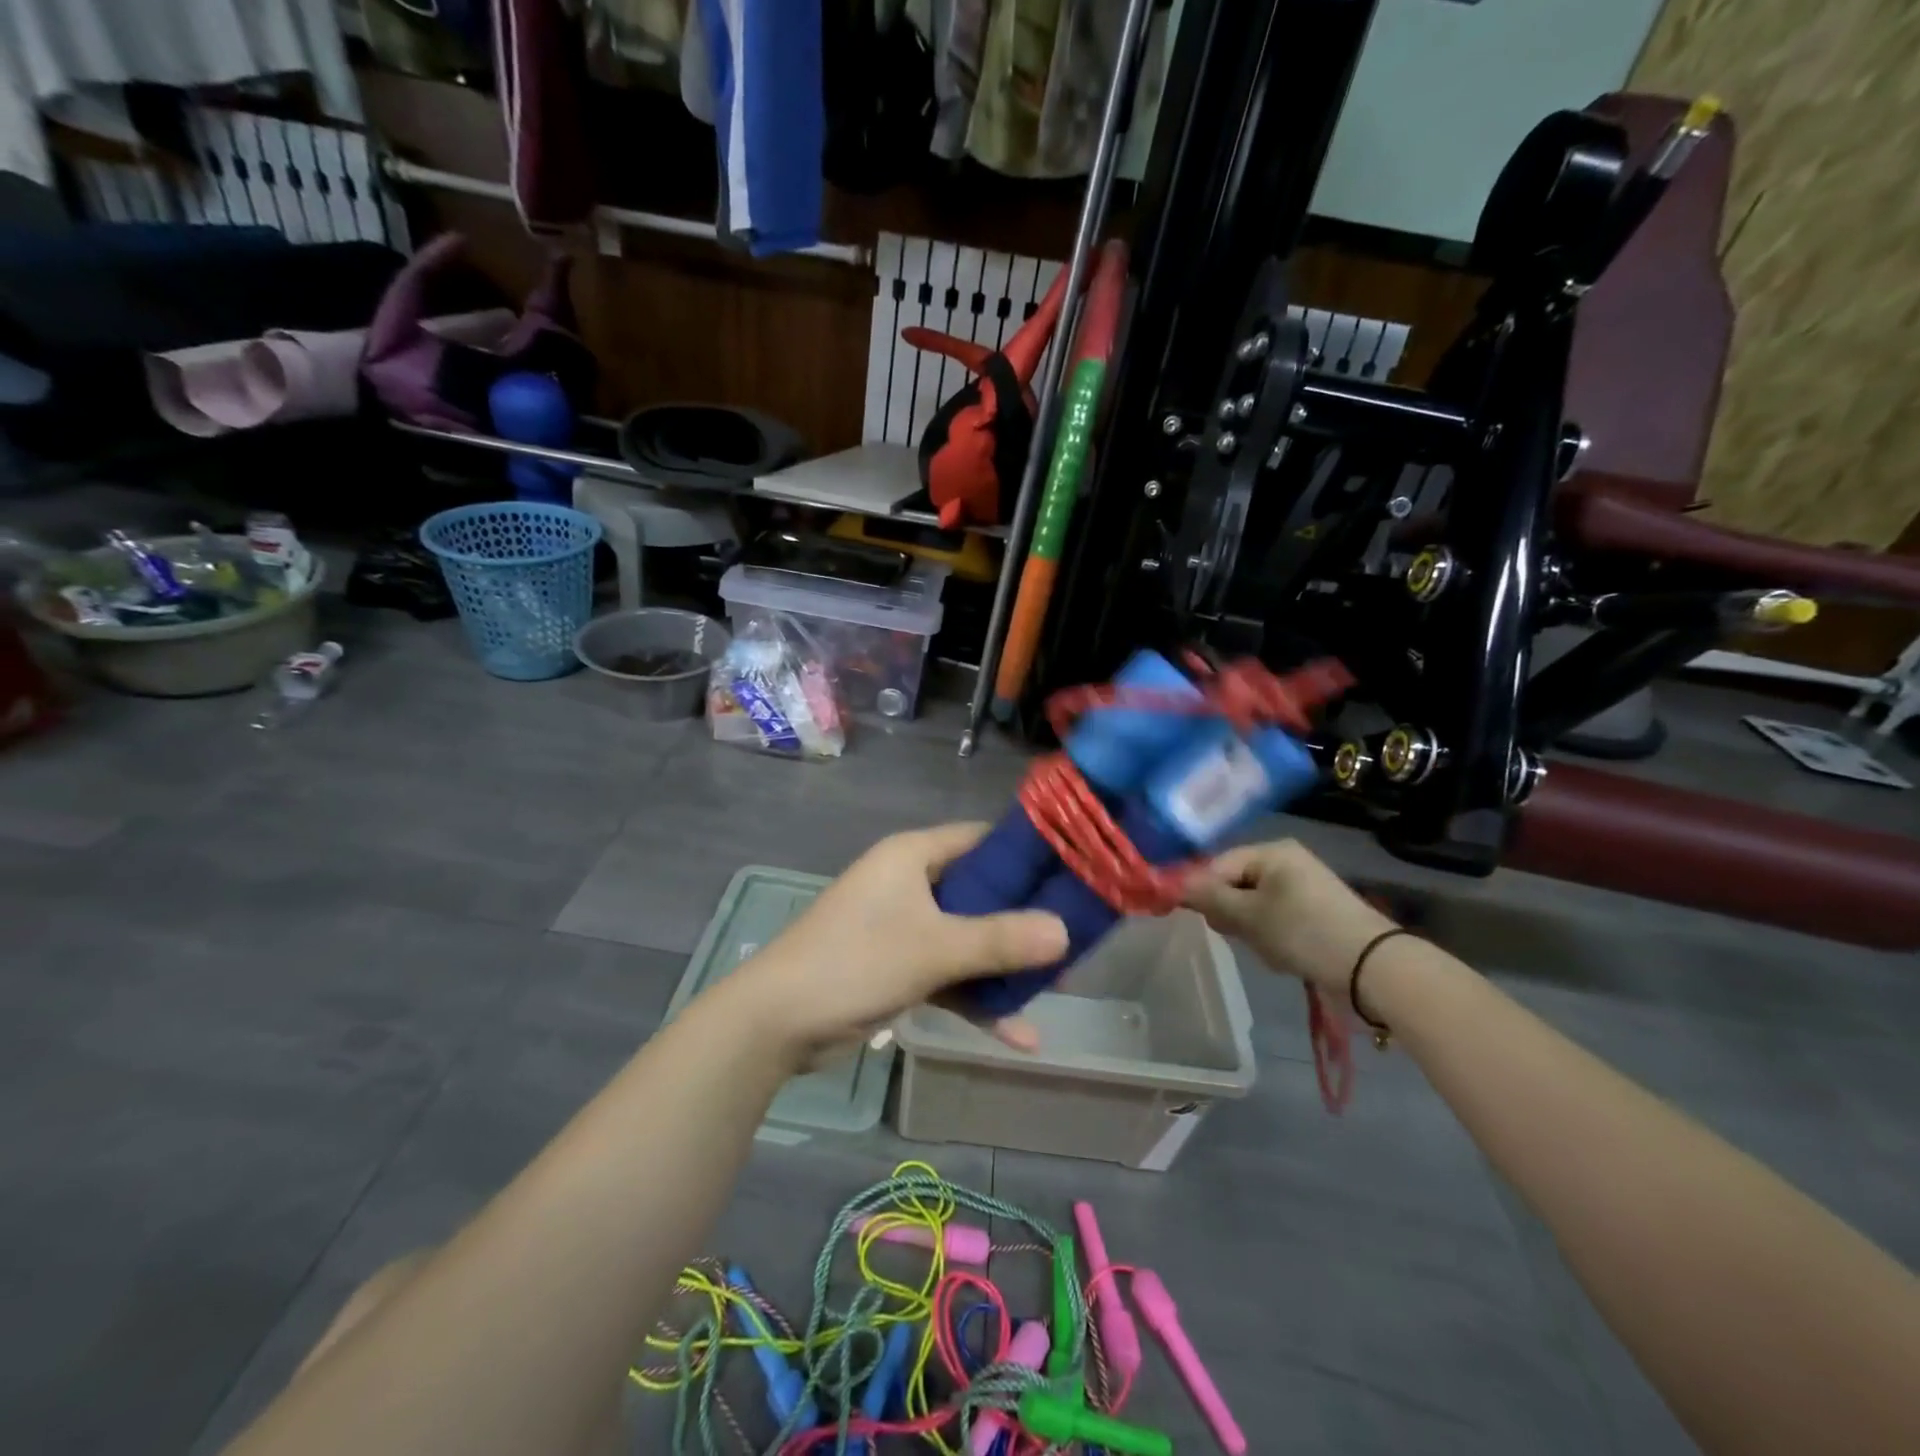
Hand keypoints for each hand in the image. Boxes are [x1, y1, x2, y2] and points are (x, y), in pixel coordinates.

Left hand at [738, 824, 1068, 1058]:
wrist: (776, 1021)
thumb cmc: (856, 961)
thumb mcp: (934, 948)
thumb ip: (1000, 940)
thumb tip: (1067, 932)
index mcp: (912, 856)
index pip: (979, 839)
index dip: (1024, 853)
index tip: (1071, 871)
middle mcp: (908, 883)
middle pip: (979, 891)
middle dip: (1023, 918)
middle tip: (1074, 934)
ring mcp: (901, 927)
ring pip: (966, 937)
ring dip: (1004, 964)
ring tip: (1057, 986)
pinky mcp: (895, 967)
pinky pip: (947, 974)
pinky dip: (976, 999)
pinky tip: (1018, 1036)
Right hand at [1182, 839, 1393, 991]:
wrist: (1372, 966)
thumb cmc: (1302, 931)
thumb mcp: (1248, 915)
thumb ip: (1209, 897)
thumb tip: (1174, 884)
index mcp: (1270, 851)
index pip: (1216, 865)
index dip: (1202, 892)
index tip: (1204, 921)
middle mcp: (1286, 860)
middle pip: (1234, 882)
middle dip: (1230, 912)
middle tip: (1240, 936)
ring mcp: (1302, 884)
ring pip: (1252, 903)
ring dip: (1250, 927)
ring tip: (1266, 948)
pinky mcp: (1314, 908)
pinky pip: (1274, 915)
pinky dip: (1270, 933)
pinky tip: (1282, 952)